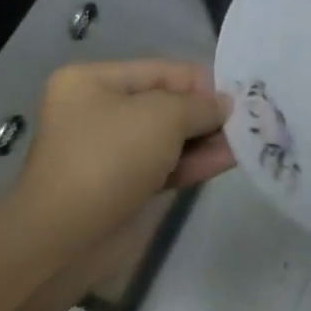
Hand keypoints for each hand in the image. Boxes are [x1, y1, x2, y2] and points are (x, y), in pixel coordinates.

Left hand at [8, 60, 234, 247]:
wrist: (65, 240)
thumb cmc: (110, 158)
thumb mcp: (163, 117)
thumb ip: (200, 106)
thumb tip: (224, 105)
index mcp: (92, 81)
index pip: (161, 70)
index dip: (201, 83)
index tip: (237, 98)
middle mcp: (98, 111)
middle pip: (165, 104)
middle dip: (204, 114)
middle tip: (246, 122)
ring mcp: (109, 152)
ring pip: (168, 138)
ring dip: (205, 140)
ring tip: (245, 141)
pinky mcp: (122, 187)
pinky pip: (165, 166)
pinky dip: (194, 162)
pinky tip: (229, 159)